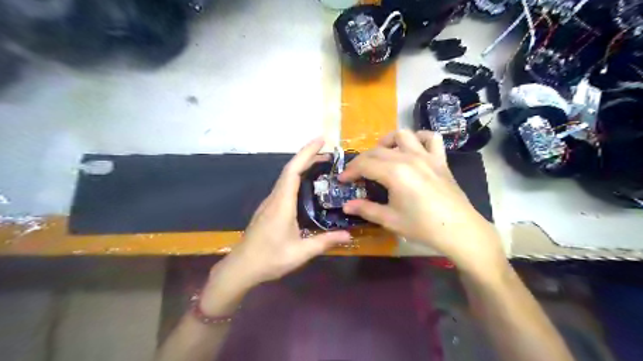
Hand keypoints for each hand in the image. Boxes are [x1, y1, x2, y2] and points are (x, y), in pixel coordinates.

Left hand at [200, 137, 351, 312]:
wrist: (241, 268)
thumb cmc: (269, 259)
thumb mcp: (300, 252)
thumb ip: (324, 242)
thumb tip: (348, 234)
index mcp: (282, 204)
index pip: (293, 171)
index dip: (306, 153)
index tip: (321, 140)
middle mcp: (274, 198)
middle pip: (290, 170)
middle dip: (308, 156)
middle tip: (329, 154)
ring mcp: (269, 203)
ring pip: (286, 177)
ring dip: (302, 166)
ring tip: (322, 165)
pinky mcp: (268, 209)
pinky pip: (284, 186)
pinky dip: (297, 178)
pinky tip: (307, 185)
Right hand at [338, 132, 504, 274]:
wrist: (459, 230)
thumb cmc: (422, 226)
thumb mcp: (390, 220)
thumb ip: (366, 210)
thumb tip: (346, 206)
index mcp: (395, 173)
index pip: (364, 164)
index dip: (350, 171)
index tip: (342, 179)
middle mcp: (409, 158)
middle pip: (378, 150)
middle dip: (362, 160)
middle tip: (356, 173)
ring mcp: (427, 156)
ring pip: (402, 134)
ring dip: (387, 141)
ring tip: (381, 154)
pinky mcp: (440, 159)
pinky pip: (431, 138)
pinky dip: (419, 138)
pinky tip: (413, 148)